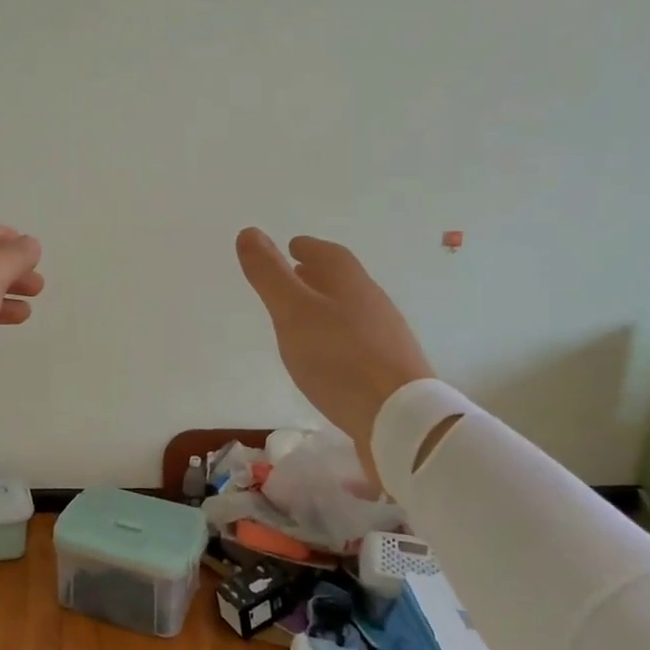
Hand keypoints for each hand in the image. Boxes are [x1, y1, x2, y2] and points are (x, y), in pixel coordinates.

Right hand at [235, 229, 433, 474]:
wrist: (400, 418)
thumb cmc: (339, 359)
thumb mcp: (292, 312)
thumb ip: (269, 275)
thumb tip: (249, 231)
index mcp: (350, 283)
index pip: (329, 254)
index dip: (308, 247)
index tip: (290, 246)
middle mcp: (373, 303)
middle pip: (343, 281)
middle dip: (317, 275)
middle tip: (294, 276)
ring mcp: (387, 338)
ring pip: (352, 311)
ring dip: (328, 306)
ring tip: (304, 317)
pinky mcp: (391, 370)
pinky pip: (359, 341)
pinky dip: (339, 337)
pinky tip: (328, 357)